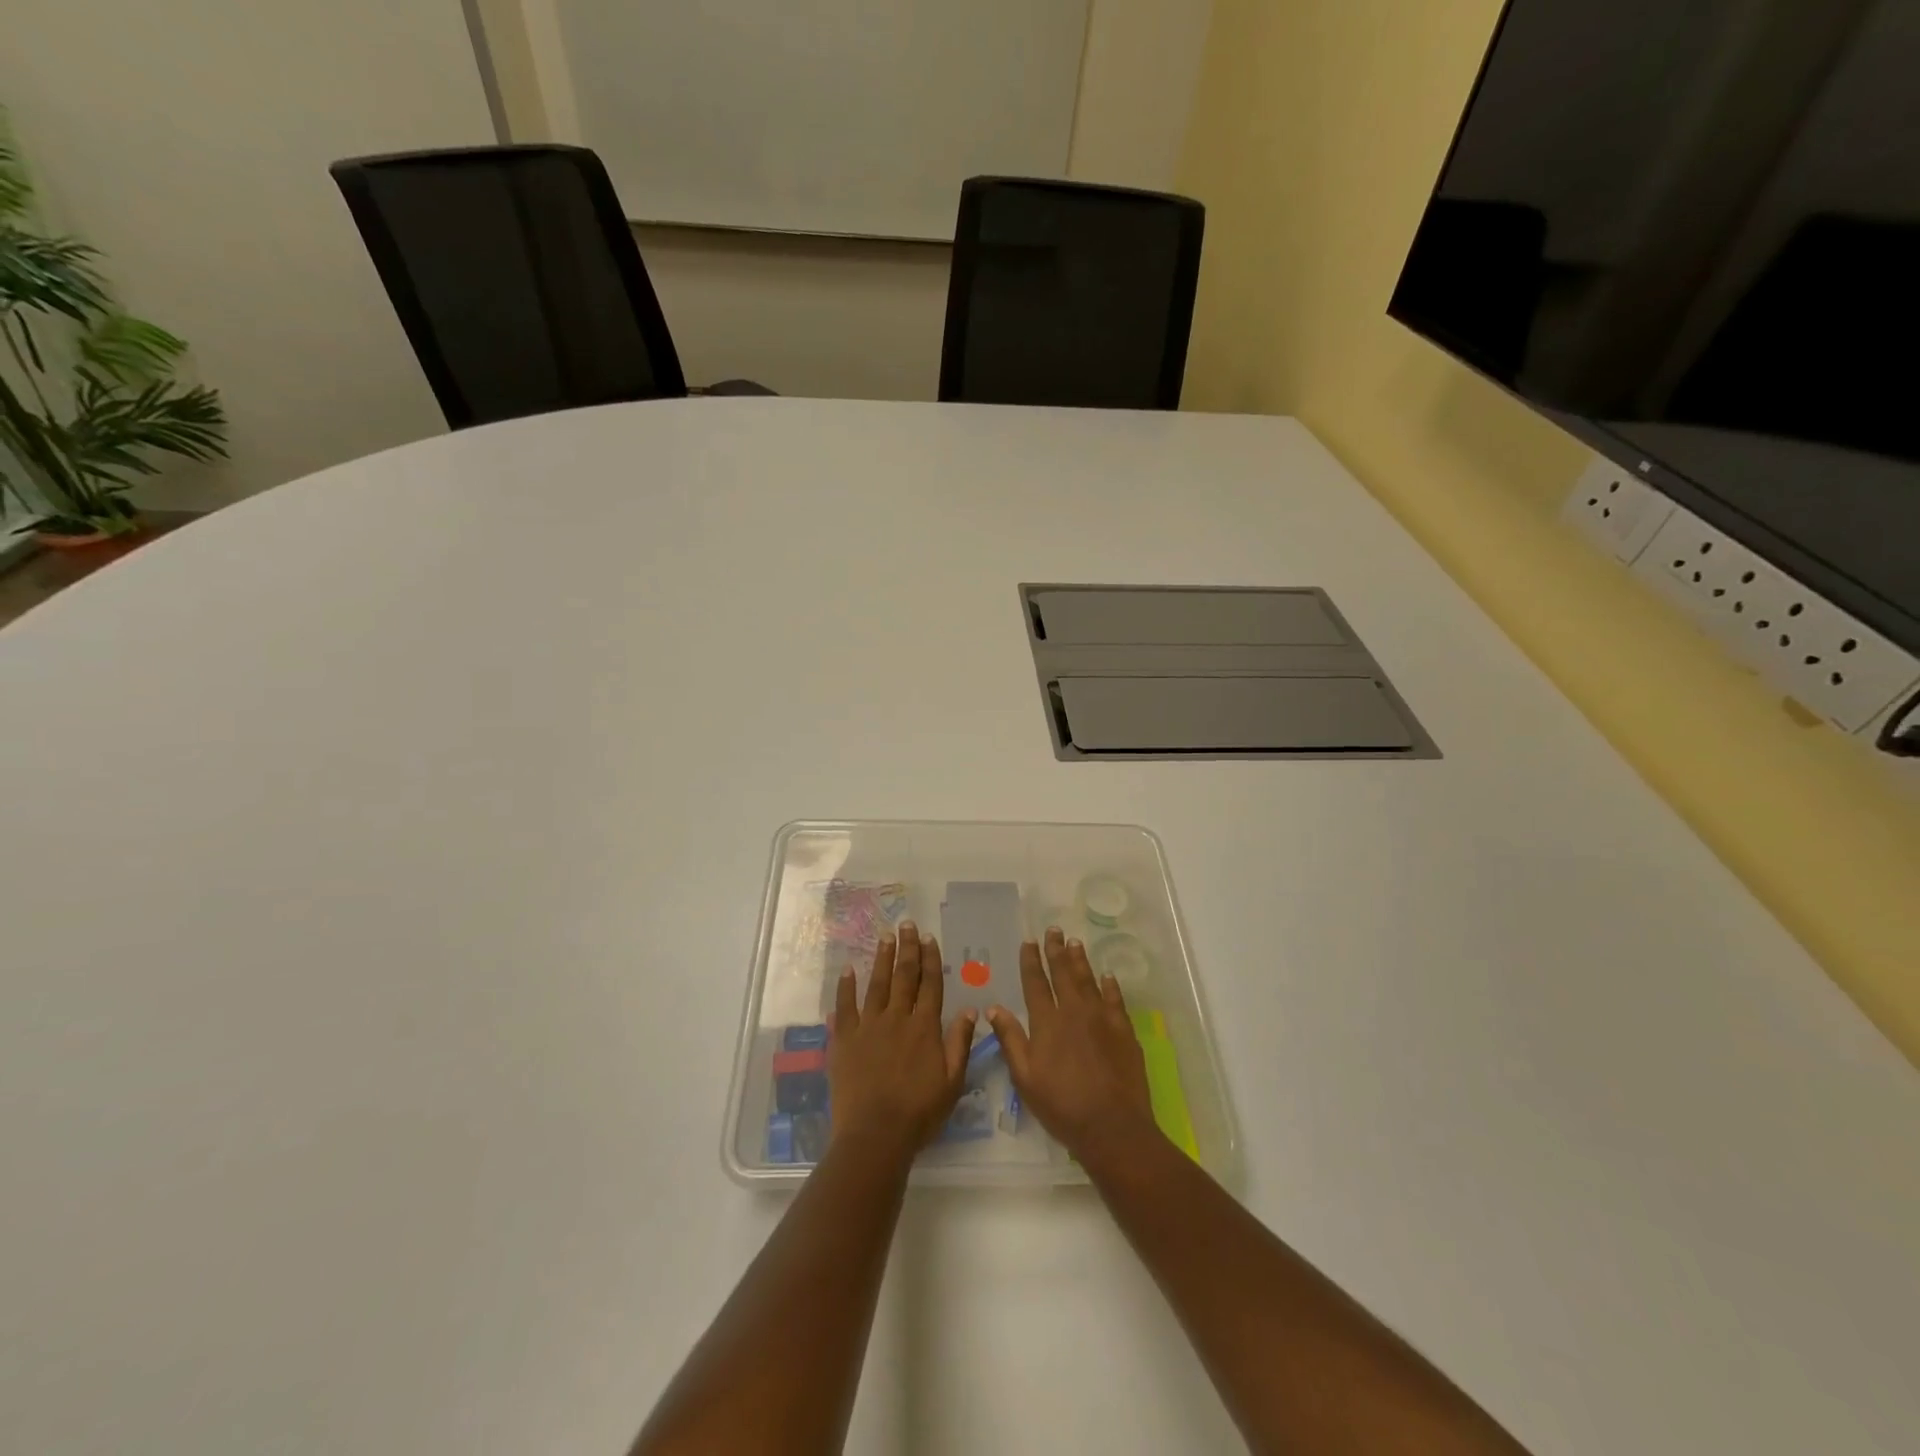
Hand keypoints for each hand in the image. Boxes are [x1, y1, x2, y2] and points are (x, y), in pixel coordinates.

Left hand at [828, 922, 975, 1160]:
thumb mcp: (952, 1082)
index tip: (929, 938)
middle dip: (907, 948)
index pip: (930, 985)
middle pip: (903, 976)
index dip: (930, 959)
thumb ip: (960, 1043)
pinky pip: (844, 1006)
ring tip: (885, 937)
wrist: (875, 1134)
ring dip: (881, 958)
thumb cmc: (919, 1113)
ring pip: (876, 984)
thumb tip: (970, 1009)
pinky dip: (846, 987)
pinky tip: (848, 970)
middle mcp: (897, 1018)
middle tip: (907, 924)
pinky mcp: (844, 1039)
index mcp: (924, 1027)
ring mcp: (868, 1026)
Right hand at [988, 927, 1157, 1165]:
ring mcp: (1102, 1019)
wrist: (1112, 1125)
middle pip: (1063, 974)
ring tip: (1075, 943)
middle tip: (1054, 930)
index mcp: (1047, 1022)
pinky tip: (1107, 976)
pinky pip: (1115, 1000)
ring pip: (1089, 981)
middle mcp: (1074, 1012)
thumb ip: (1010, 1039)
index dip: (1031, 961)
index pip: (1035, 983)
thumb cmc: (1061, 1105)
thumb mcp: (1025, 1077)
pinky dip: (1110, 986)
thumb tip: (993, 1008)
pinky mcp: (1124, 1031)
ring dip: (1080, 961)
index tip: (1029, 941)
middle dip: (1056, 951)